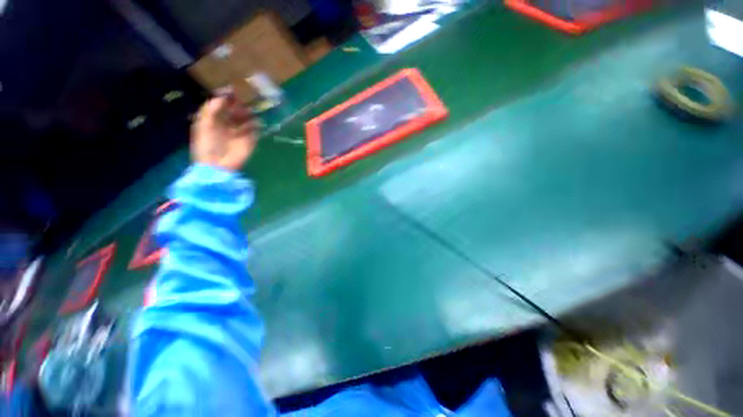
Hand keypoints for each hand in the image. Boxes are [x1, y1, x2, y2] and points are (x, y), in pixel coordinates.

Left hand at [191, 95, 258, 170]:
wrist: (218, 165)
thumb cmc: (207, 144)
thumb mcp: (203, 124)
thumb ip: (211, 109)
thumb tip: (223, 96)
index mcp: (215, 120)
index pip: (223, 105)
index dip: (227, 98)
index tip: (233, 90)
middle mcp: (228, 124)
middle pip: (236, 111)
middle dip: (239, 105)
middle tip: (243, 100)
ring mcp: (240, 132)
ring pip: (247, 119)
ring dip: (248, 113)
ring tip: (249, 111)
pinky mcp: (250, 140)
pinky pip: (255, 129)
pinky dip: (256, 124)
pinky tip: (255, 121)